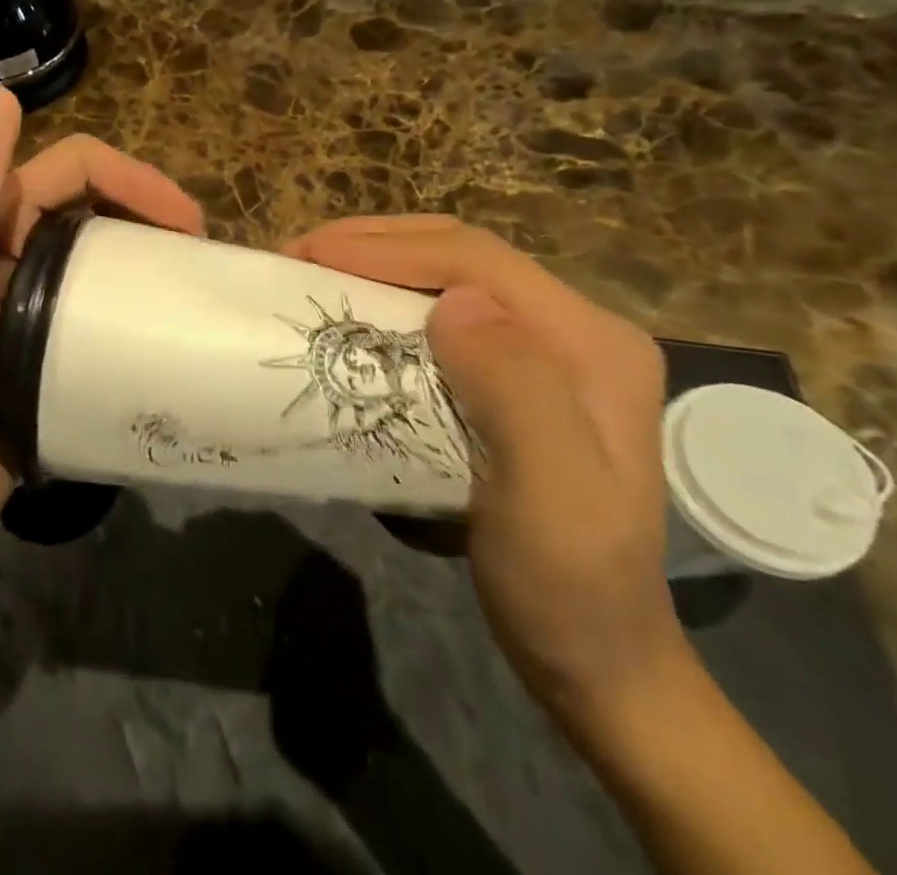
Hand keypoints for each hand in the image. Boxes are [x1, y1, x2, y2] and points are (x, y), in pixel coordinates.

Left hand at [0, 86, 203, 571]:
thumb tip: (1, 94)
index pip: (75, 168)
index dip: (134, 178)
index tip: (190, 224)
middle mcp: (12, 250)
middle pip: (97, 209)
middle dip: (153, 217)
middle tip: (207, 260)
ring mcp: (32, 303)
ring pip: (104, 260)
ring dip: (152, 264)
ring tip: (201, 295)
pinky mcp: (47, 351)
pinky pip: (102, 312)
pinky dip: (137, 311)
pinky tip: (171, 337)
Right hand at [284, 216, 686, 726]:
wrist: (597, 655)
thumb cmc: (567, 584)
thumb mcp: (551, 501)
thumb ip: (517, 392)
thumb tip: (455, 302)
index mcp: (591, 342)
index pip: (476, 259)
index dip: (386, 247)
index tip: (309, 256)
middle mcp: (575, 327)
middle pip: (461, 252)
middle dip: (373, 241)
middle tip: (300, 257)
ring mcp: (548, 346)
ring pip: (449, 271)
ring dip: (377, 261)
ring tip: (315, 273)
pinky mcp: (519, 368)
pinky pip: (444, 306)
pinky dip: (389, 293)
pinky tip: (356, 309)